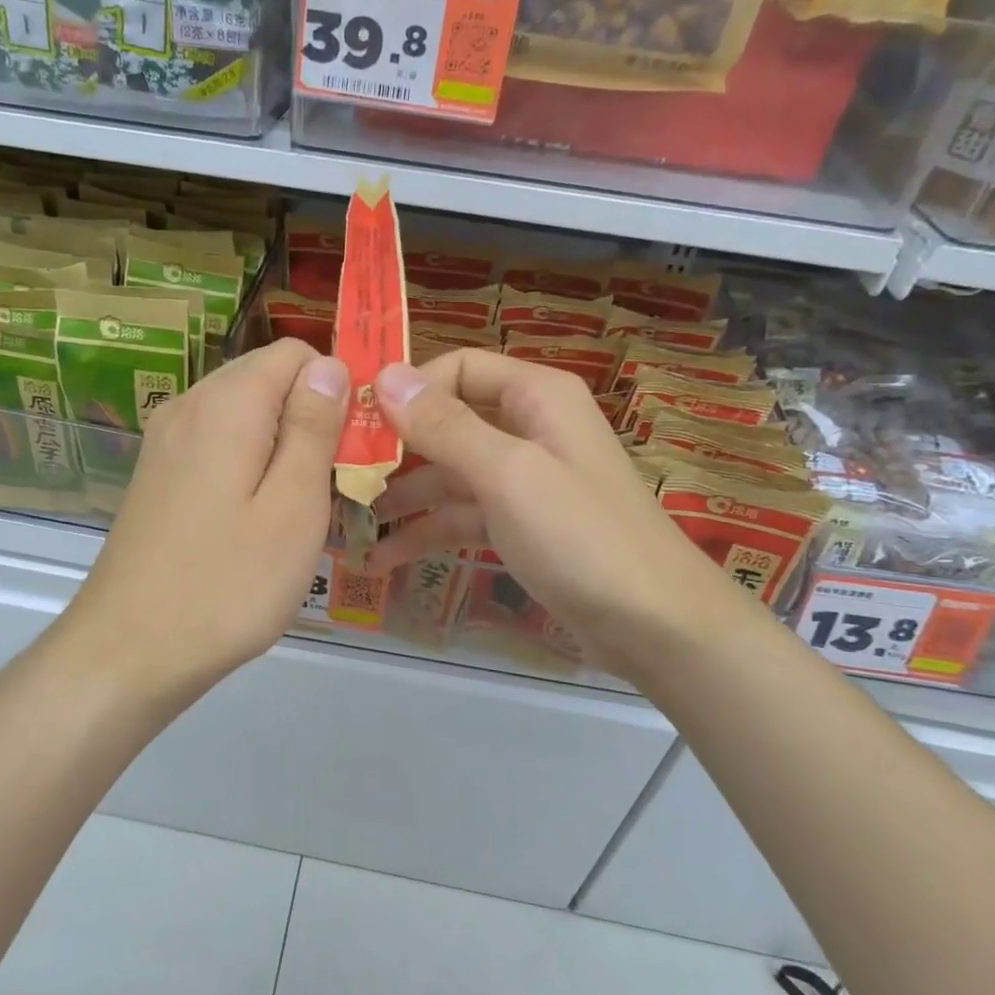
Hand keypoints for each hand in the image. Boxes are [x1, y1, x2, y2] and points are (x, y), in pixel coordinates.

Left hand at [63, 339, 347, 710]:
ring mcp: (166, 440)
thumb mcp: (293, 506)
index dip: (336, 388)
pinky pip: (218, 445)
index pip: (296, 353)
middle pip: (268, 380)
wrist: (128, 652)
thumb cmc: (227, 583)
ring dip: (282, 446)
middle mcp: (189, 405)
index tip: (356, 447)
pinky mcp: (157, 474)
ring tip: (298, 509)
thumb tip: (330, 365)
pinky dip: (249, 465)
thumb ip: (314, 427)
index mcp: (226, 403)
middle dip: (311, 419)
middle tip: (332, 486)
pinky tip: (256, 520)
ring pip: (244, 415)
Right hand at [366, 351, 743, 679]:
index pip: (457, 369)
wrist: (654, 625)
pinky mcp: (519, 525)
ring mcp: (523, 480)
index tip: (356, 425)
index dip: (408, 391)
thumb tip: (386, 376)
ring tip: (348, 525)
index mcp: (535, 397)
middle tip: (339, 480)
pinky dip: (427, 532)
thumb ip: (445, 426)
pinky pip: (462, 516)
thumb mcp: (509, 475)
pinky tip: (383, 560)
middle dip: (394, 451)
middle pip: (447, 423)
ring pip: (448, 474)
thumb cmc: (582, 537)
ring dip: (402, 498)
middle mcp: (527, 428)